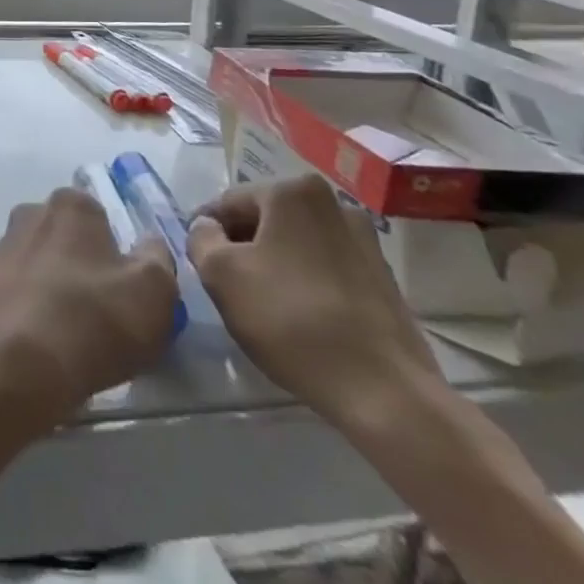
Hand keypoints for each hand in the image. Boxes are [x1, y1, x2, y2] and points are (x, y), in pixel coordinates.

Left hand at [0, 188, 179, 437]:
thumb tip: (149, 245)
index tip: (130, 291)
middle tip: (107, 316)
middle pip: (71, 241)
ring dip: (60, 293)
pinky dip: (37, 314)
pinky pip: (24, 296)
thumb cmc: (92, 317)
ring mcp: (3, 250)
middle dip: (86, 269)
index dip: (120, 255)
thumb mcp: (154, 291)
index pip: (102, 218)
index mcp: (71, 204)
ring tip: (78, 338)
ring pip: (45, 268)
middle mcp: (31, 214)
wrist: (15, 363)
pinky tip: (50, 346)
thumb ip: (158, 259)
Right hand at [187, 176, 441, 431]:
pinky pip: (326, 268)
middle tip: (226, 285)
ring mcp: (365, 241)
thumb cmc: (291, 319)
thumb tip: (208, 228)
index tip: (198, 263)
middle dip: (242, 246)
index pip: (229, 203)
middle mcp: (333, 203)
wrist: (385, 392)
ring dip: (274, 264)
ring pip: (296, 244)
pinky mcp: (383, 278)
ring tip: (263, 305)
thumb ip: (200, 238)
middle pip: (265, 219)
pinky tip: (299, 318)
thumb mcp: (220, 274)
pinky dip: (305, 283)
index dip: (206, 232)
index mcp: (293, 191)